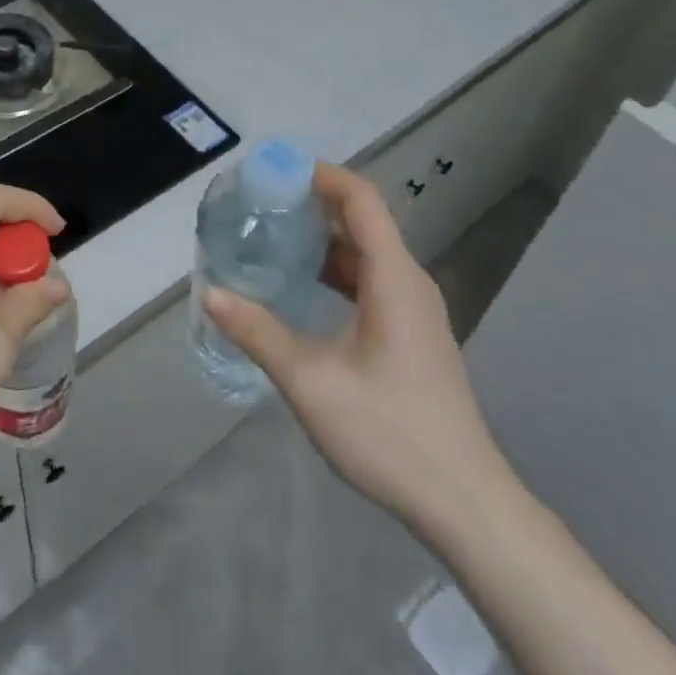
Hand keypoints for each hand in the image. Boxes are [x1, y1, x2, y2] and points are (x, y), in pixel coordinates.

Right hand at [204, 163, 515, 542]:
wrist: (465, 505)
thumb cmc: (390, 434)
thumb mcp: (311, 382)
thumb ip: (258, 332)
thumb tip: (210, 293)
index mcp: (393, 277)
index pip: (360, 199)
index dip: (319, 174)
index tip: (274, 170)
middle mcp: (408, 281)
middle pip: (361, 219)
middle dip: (311, 202)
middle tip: (259, 202)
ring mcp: (414, 308)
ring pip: (365, 250)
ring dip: (321, 237)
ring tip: (271, 236)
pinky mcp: (412, 332)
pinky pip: (370, 278)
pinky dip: (335, 268)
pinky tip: (301, 284)